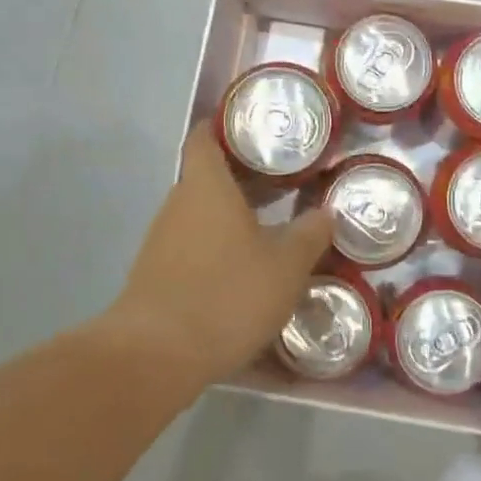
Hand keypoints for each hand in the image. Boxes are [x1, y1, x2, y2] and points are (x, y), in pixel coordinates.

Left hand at [104, 125, 332, 394]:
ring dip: (230, 218)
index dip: (225, 126)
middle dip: (241, 178)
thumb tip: (326, 213)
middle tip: (283, 182)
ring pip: (200, 215)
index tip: (253, 129)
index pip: (205, 136)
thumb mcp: (286, 266)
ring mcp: (161, 240)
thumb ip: (310, 235)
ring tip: (270, 228)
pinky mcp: (155, 274)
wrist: (157, 355)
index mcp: (206, 186)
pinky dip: (216, 249)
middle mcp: (178, 204)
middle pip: (206, 176)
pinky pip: (191, 247)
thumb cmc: (227, 294)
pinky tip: (243, 273)